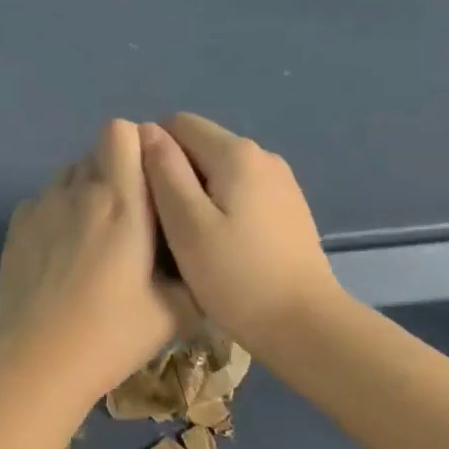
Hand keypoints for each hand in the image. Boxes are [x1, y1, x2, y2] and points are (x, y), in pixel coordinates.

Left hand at [0, 120, 187, 405]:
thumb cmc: (112, 334)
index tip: (151, 179)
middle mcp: (79, 192)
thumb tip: (199, 257)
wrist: (37, 361)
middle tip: (129, 217)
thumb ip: (194, 272)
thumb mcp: (175, 311)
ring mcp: (41, 206)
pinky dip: (56, 212)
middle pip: (96, 151)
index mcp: (123, 202)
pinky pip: (43, 199)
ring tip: (94, 234)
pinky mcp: (15, 226)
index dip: (137, 145)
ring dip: (86, 190)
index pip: (121, 131)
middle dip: (116, 171)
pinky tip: (60, 252)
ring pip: (68, 174)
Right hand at [139, 113, 342, 351]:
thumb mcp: (187, 224)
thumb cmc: (237, 276)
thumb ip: (164, 171)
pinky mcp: (288, 209)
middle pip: (201, 146)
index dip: (152, 151)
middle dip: (174, 173)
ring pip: (220, 171)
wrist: (305, 324)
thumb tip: (146, 130)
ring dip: (196, 194)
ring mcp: (281, 183)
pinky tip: (219, 245)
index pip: (179, 124)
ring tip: (186, 238)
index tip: (143, 194)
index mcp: (236, 153)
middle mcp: (263, 156)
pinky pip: (241, 192)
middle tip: (160, 223)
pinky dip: (221, 208)